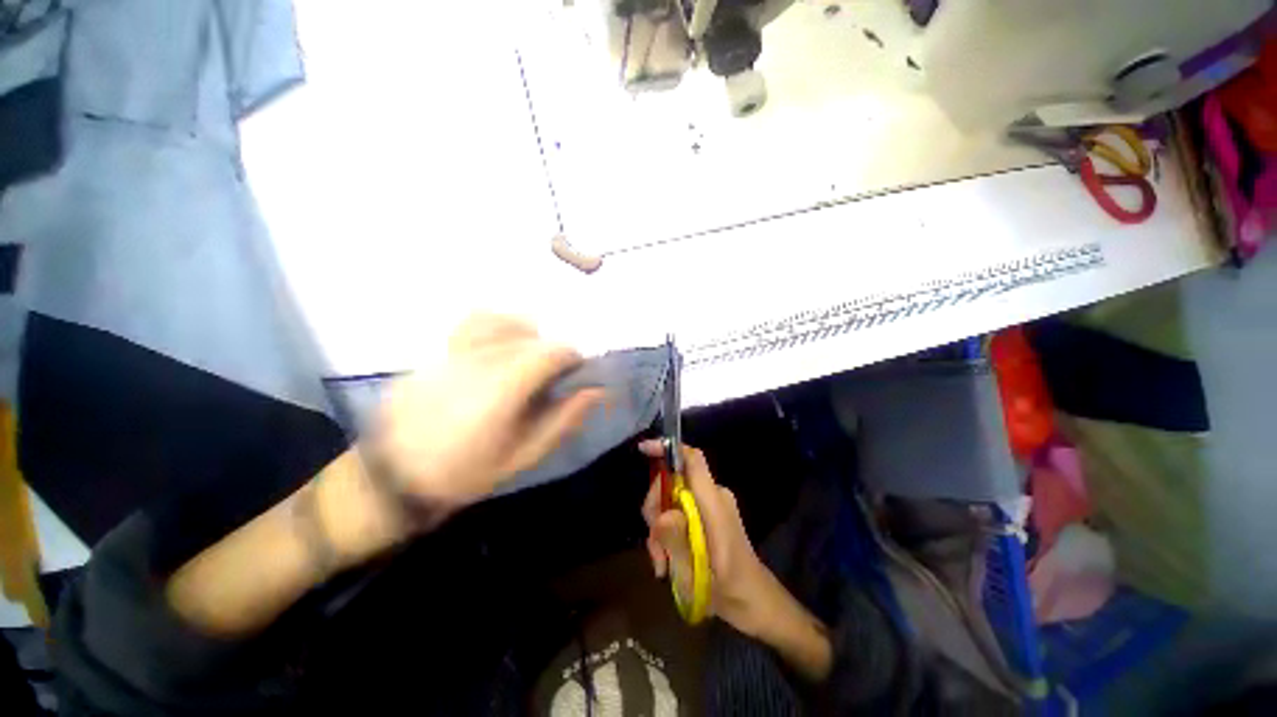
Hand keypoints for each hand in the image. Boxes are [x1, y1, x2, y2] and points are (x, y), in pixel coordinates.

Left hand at [366, 315, 604, 526]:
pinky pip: (474, 323)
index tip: (576, 374)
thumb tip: (596, 390)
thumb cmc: (464, 473)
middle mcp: (480, 360)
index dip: (572, 358)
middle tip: (552, 379)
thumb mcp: (523, 456)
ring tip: (527, 359)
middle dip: (552, 352)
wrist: (390, 477)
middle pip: (533, 337)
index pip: (551, 351)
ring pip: (504, 322)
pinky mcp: (437, 352)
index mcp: (503, 388)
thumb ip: (562, 419)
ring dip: (527, 336)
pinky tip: (498, 347)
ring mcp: (454, 352)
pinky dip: (497, 327)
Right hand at [640, 440, 774, 636]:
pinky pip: (679, 513)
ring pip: (671, 501)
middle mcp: (711, 496)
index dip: (668, 449)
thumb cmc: (731, 589)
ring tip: (662, 563)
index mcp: (713, 501)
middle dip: (656, 509)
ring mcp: (710, 506)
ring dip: (660, 530)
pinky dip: (669, 534)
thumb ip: (679, 541)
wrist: (755, 604)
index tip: (644, 450)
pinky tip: (667, 562)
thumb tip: (660, 517)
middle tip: (654, 546)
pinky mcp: (707, 517)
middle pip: (673, 482)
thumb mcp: (699, 572)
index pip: (692, 459)